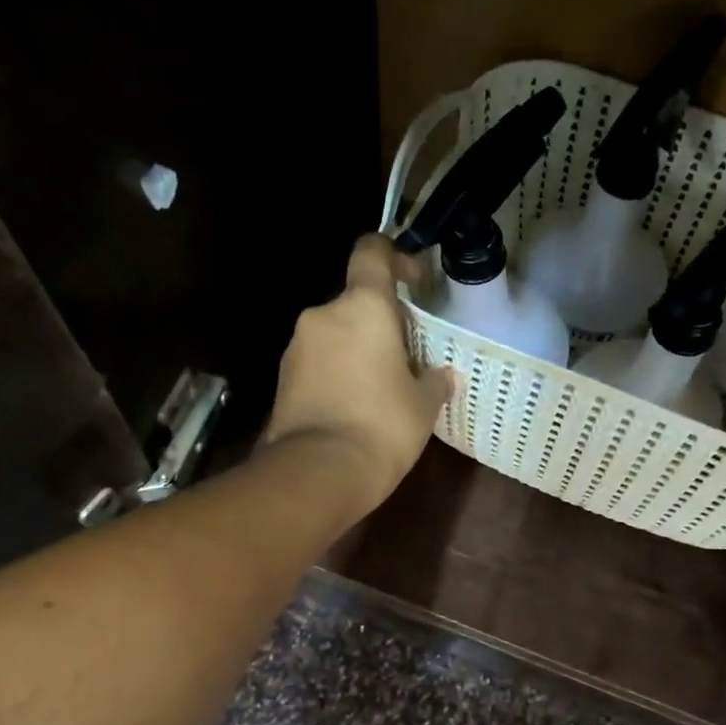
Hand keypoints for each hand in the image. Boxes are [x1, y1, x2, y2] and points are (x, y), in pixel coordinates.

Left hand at [262, 234, 454, 516]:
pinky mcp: (282, 378)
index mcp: (363, 307)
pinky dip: (337, 372)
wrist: (318, 471)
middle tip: (406, 355)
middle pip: (355, 302)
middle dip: (380, 322)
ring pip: (335, 334)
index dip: (393, 256)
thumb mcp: (423, 404)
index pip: (372, 253)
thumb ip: (435, 380)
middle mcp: (324, 315)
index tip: (412, 279)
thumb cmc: (383, 426)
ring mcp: (297, 346)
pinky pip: (318, 362)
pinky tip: (355, 405)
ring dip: (357, 349)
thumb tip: (442, 375)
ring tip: (381, 387)